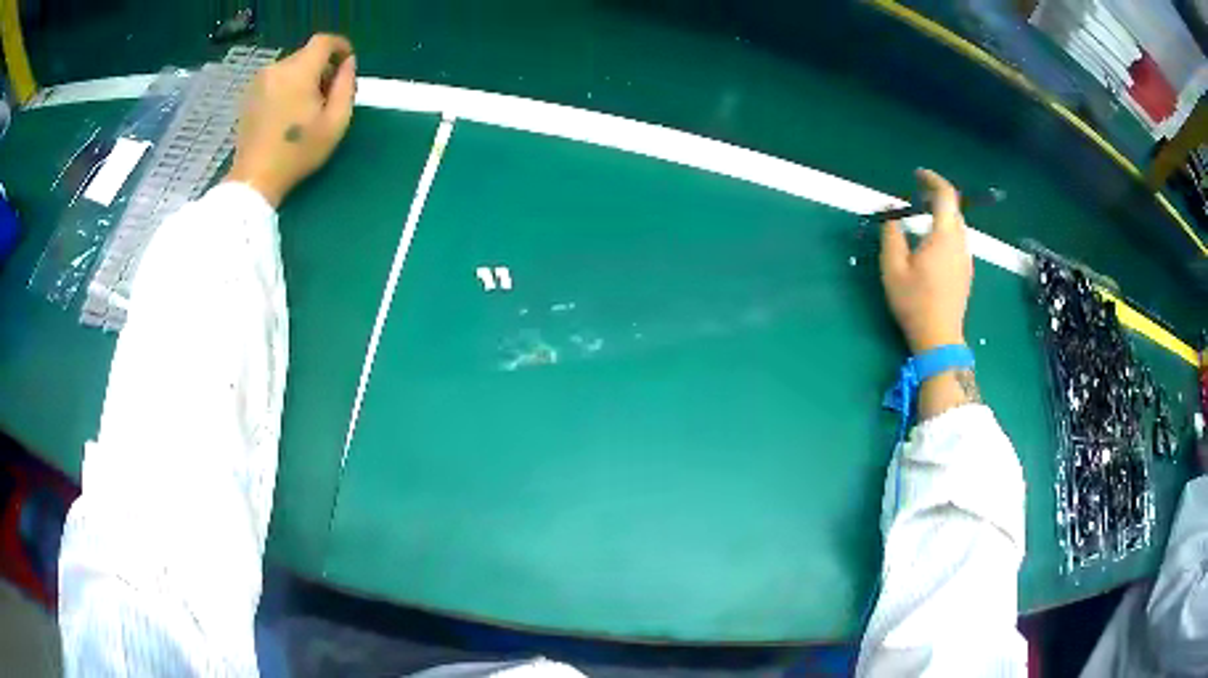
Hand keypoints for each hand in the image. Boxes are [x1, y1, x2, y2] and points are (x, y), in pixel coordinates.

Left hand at [226, 34, 356, 207]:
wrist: (254, 179)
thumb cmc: (298, 152)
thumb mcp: (336, 122)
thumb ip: (346, 86)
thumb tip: (348, 64)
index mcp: (299, 71)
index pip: (324, 41)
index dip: (340, 46)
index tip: (347, 62)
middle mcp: (277, 68)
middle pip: (306, 55)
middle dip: (321, 68)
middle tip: (328, 95)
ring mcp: (259, 81)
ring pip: (290, 68)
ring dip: (302, 78)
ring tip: (306, 107)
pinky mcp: (248, 95)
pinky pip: (275, 80)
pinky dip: (286, 87)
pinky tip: (287, 113)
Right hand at [879, 169, 972, 354]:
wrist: (939, 338)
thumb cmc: (915, 303)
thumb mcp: (893, 268)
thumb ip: (891, 235)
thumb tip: (889, 211)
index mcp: (944, 237)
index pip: (946, 195)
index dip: (932, 180)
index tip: (917, 175)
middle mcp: (960, 243)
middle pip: (954, 209)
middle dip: (936, 196)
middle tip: (915, 197)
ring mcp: (966, 259)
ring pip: (957, 225)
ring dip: (941, 214)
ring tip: (922, 217)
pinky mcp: (966, 272)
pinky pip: (958, 241)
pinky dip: (945, 231)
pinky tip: (931, 244)